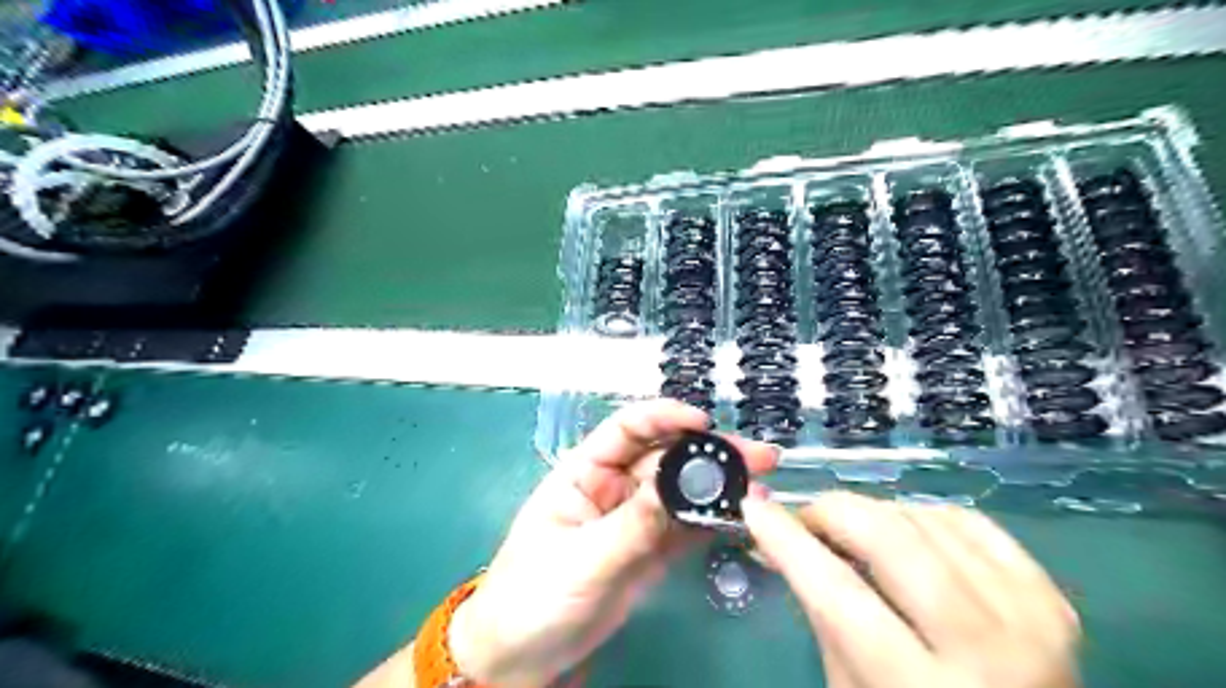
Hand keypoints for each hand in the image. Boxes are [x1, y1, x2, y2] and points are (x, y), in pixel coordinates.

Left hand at [450, 400, 773, 684]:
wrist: (524, 658)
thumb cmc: (534, 597)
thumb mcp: (581, 558)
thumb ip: (633, 525)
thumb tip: (680, 487)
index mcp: (584, 472)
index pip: (627, 429)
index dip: (664, 418)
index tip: (703, 422)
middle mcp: (614, 487)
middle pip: (665, 459)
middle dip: (708, 453)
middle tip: (757, 457)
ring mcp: (635, 519)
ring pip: (681, 492)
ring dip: (719, 488)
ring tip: (760, 488)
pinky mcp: (650, 551)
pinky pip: (685, 528)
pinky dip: (712, 521)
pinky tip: (741, 518)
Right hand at [743, 492, 1074, 683]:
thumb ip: (822, 610)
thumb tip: (784, 539)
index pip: (838, 595)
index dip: (789, 542)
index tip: (755, 508)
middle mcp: (987, 654)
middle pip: (891, 541)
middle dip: (833, 512)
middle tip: (807, 518)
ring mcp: (1031, 621)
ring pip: (926, 521)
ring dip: (875, 514)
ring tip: (854, 533)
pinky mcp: (1053, 601)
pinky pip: (970, 523)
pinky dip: (925, 515)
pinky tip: (907, 533)